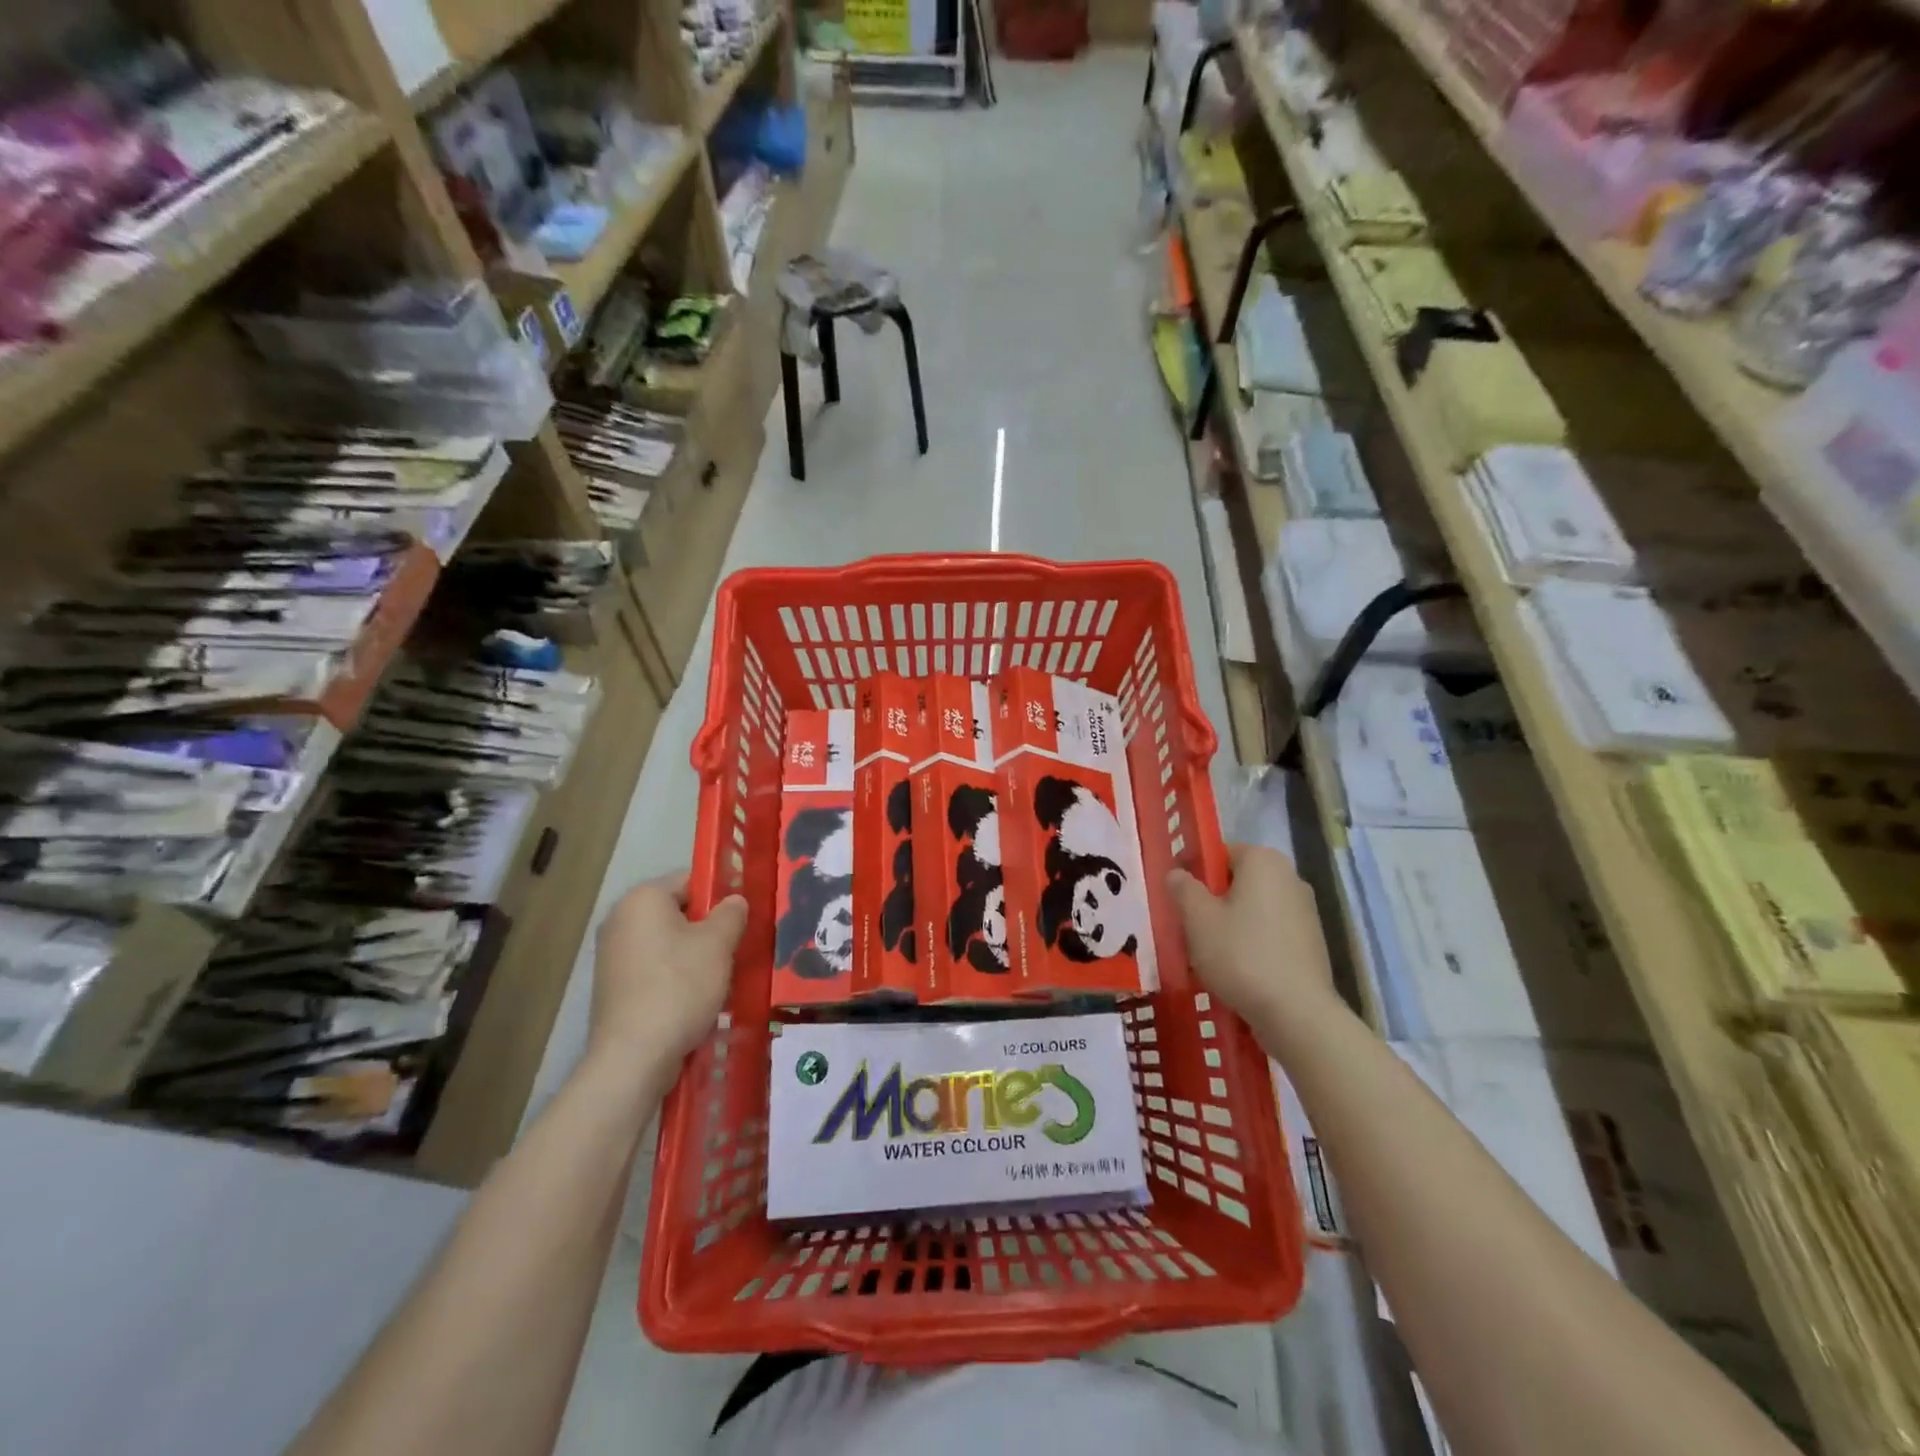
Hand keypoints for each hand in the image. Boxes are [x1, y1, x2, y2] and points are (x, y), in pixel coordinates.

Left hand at [590, 874, 747, 1064]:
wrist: (633, 1057)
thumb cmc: (679, 987)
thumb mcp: (718, 943)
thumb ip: (732, 913)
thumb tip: (734, 901)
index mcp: (643, 898)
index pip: (690, 879)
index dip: (721, 894)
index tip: (743, 917)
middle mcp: (620, 919)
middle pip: (678, 911)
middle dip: (708, 927)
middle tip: (736, 947)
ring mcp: (612, 955)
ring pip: (668, 942)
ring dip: (695, 954)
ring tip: (720, 977)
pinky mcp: (612, 987)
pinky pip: (654, 968)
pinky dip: (676, 976)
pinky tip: (695, 998)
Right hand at [1169, 844, 1340, 1050]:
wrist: (1297, 1013)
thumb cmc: (1241, 955)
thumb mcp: (1197, 918)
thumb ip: (1182, 888)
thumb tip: (1177, 874)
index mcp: (1263, 860)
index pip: (1219, 853)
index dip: (1195, 872)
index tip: (1179, 900)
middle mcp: (1290, 877)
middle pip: (1237, 881)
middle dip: (1212, 900)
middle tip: (1189, 928)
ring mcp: (1306, 911)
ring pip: (1253, 908)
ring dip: (1231, 924)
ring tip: (1210, 954)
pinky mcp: (1312, 942)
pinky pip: (1270, 932)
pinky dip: (1252, 943)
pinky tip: (1237, 970)